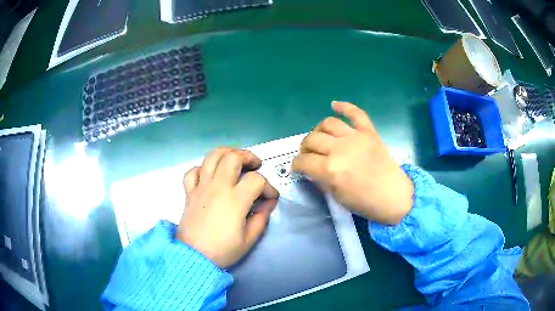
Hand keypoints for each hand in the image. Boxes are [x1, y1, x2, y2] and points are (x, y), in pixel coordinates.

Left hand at [176, 147, 278, 267]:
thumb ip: (261, 218)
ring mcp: (201, 187)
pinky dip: (202, 169)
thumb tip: (267, 204)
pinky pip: (193, 171)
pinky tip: (209, 175)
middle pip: (233, 157)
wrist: (194, 257)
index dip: (268, 187)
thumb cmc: (223, 250)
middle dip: (248, 157)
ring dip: (226, 153)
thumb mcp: (249, 239)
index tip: (270, 198)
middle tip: (255, 165)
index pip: (257, 180)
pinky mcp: (189, 192)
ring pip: (212, 157)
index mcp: (235, 200)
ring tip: (234, 159)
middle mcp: (218, 187)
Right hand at [292, 102, 413, 224]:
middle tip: (307, 154)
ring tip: (319, 137)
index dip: (296, 165)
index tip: (298, 167)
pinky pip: (355, 113)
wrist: (394, 197)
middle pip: (312, 139)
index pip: (303, 161)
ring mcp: (355, 137)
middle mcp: (340, 149)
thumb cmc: (365, 203)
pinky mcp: (369, 132)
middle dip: (304, 147)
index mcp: (330, 169)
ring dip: (318, 130)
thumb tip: (311, 169)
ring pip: (328, 123)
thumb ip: (321, 179)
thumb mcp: (337, 197)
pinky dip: (345, 106)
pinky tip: (334, 105)